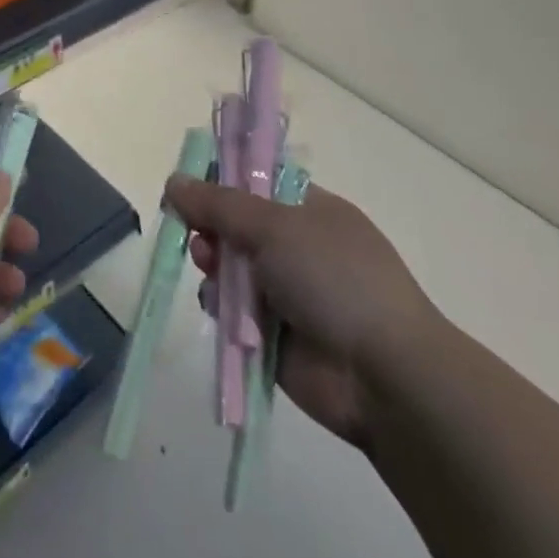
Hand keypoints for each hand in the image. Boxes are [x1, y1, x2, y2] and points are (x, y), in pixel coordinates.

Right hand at [166, 176, 437, 447]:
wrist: (384, 376)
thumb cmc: (335, 279)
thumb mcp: (274, 226)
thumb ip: (219, 203)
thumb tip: (174, 181)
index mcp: (311, 210)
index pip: (257, 182)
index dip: (222, 182)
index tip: (188, 187)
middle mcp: (298, 247)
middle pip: (237, 226)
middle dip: (211, 227)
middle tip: (197, 235)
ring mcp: (288, 292)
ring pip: (231, 268)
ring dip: (214, 266)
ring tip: (208, 269)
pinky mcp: (274, 335)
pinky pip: (233, 311)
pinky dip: (221, 307)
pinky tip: (220, 308)